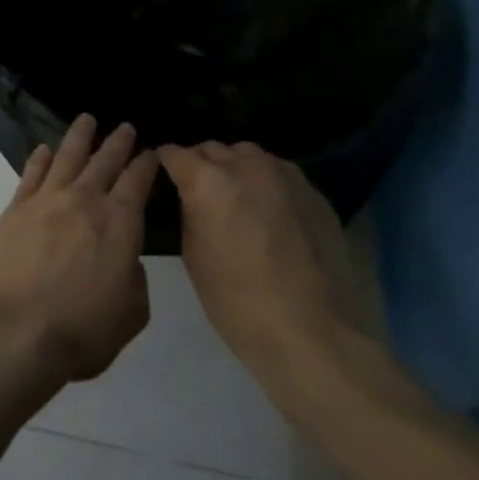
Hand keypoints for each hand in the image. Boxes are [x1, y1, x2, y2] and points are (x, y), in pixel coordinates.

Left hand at [0, 116, 159, 383]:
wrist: (16, 330)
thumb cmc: (82, 329)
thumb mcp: (131, 311)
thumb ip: (133, 277)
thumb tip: (122, 259)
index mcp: (120, 223)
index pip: (138, 182)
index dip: (146, 164)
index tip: (151, 151)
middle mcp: (83, 202)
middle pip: (104, 162)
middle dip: (117, 142)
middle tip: (124, 126)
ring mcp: (45, 202)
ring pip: (66, 158)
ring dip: (78, 137)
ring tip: (86, 119)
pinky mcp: (14, 211)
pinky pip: (30, 175)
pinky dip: (40, 159)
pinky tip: (45, 149)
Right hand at [157, 141, 370, 385]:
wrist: (311, 331)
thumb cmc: (235, 299)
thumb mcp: (192, 253)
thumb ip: (190, 212)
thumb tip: (192, 197)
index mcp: (207, 180)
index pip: (174, 153)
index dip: (165, 163)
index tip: (163, 176)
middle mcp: (246, 166)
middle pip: (213, 148)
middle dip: (201, 164)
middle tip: (198, 192)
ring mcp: (286, 176)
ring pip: (249, 155)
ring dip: (235, 168)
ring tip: (235, 198)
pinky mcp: (315, 193)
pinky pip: (280, 174)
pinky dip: (266, 184)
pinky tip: (269, 213)